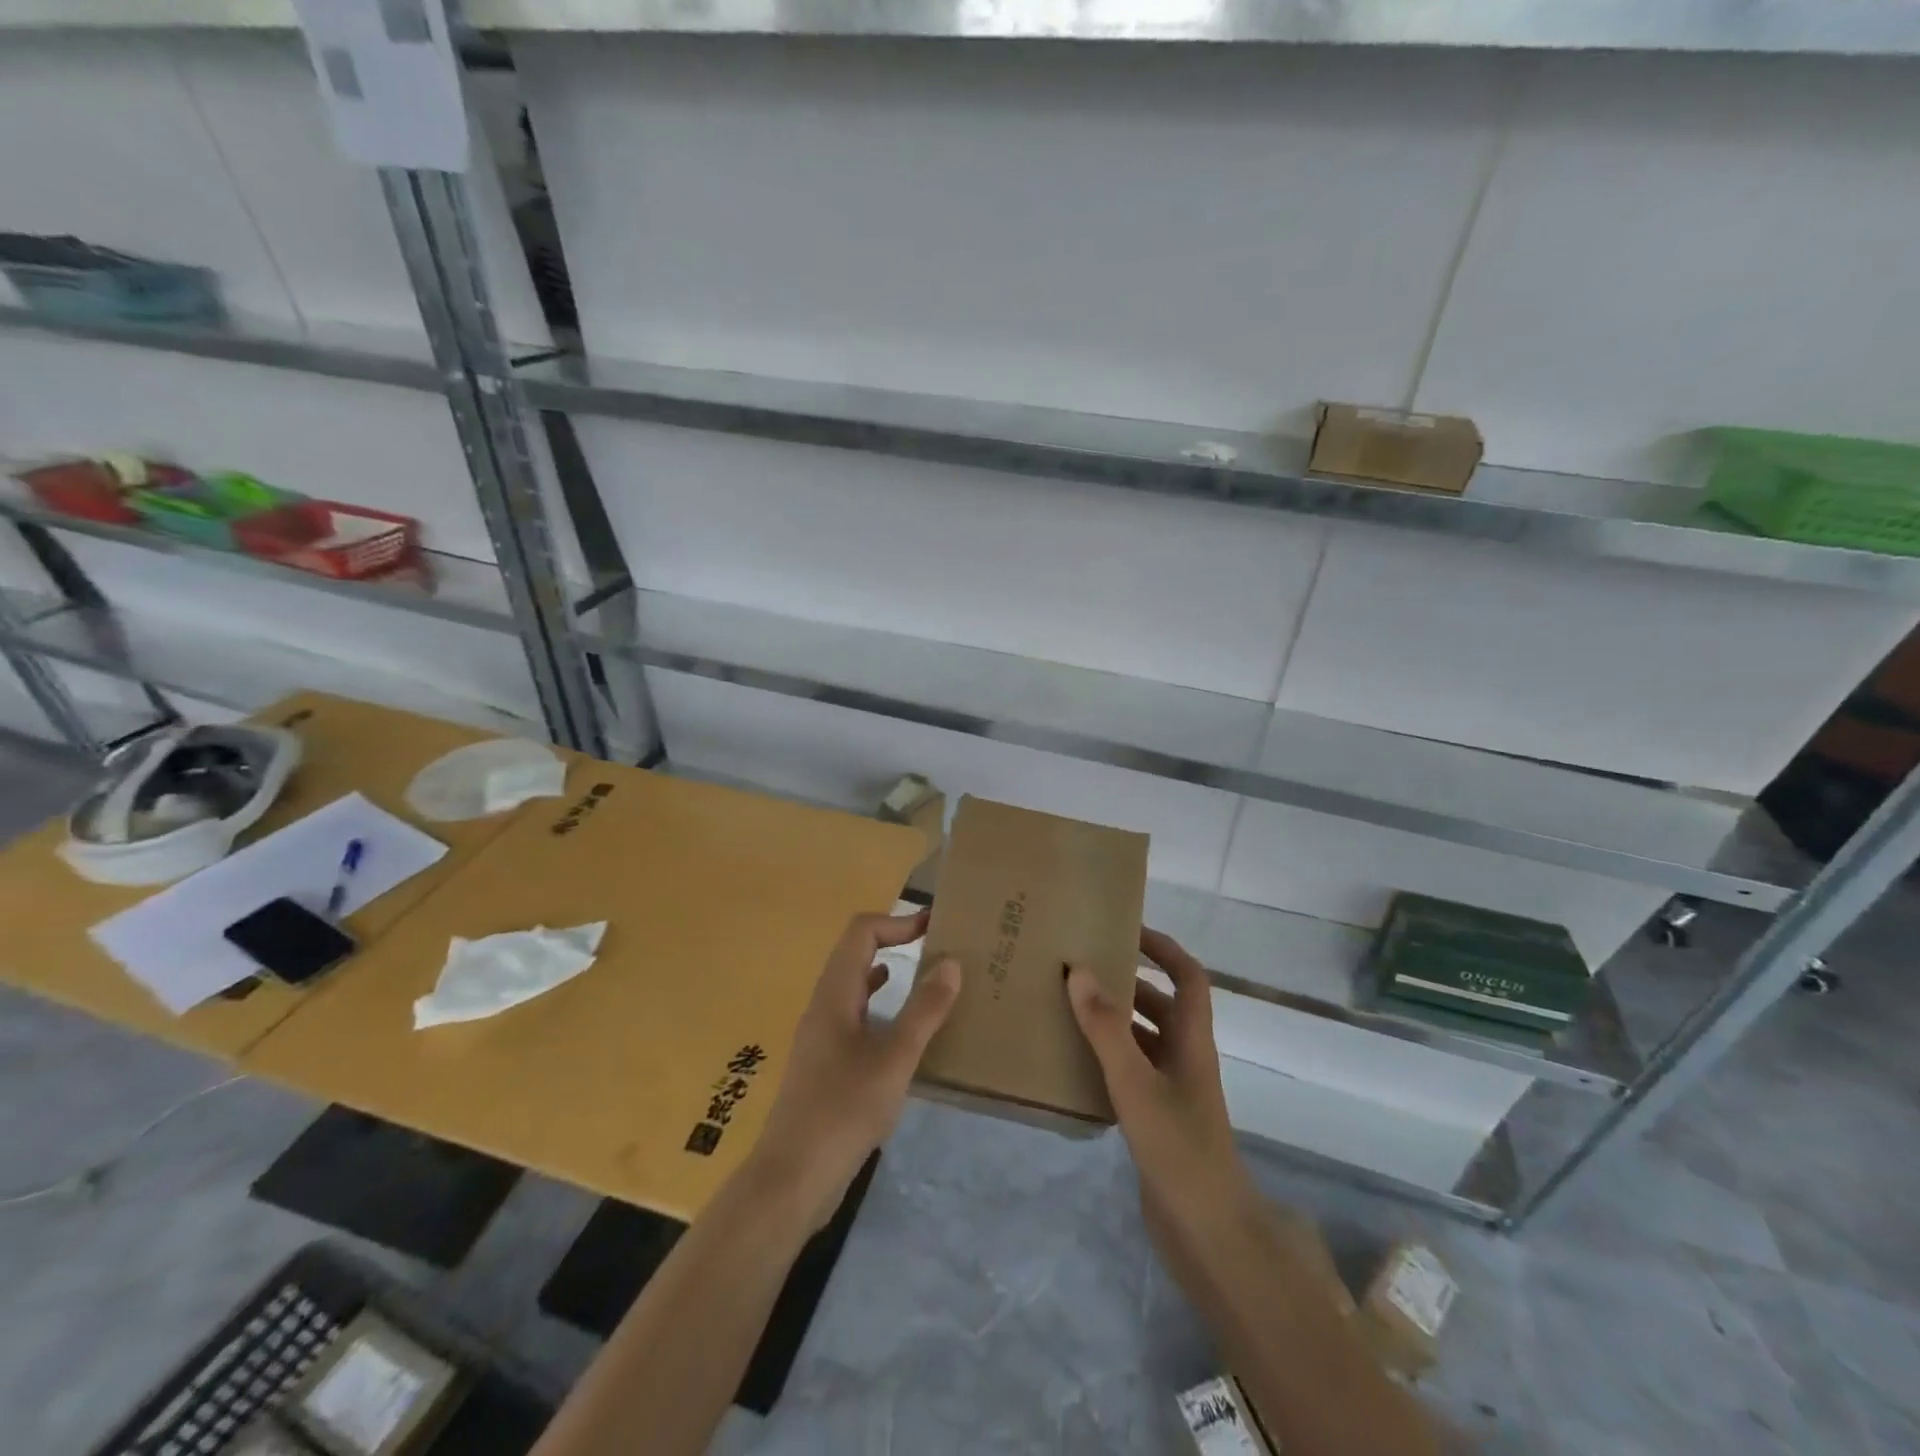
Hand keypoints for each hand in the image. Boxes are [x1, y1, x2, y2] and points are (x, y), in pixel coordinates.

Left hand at [745, 909, 961, 1229]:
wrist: (791, 1179)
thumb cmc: (843, 1111)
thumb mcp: (894, 1060)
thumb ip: (923, 1011)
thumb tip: (951, 963)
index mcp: (834, 995)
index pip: (861, 933)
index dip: (897, 922)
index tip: (934, 925)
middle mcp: (823, 1006)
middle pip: (856, 954)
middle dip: (895, 942)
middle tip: (938, 948)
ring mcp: (821, 1036)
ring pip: (856, 986)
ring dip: (889, 973)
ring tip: (929, 981)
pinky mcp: (825, 1064)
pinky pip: (856, 1016)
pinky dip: (882, 1008)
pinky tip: (903, 1029)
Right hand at [1066, 928, 1257, 1249]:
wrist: (1209, 1235)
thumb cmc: (1179, 1150)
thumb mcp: (1136, 1084)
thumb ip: (1107, 1028)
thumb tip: (1079, 969)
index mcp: (1192, 1041)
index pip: (1188, 977)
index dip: (1164, 949)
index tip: (1127, 929)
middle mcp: (1185, 1059)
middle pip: (1161, 1006)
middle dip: (1128, 982)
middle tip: (1082, 968)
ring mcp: (1172, 1092)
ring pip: (1144, 1040)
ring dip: (1114, 1021)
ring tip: (1068, 1007)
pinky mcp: (1157, 1120)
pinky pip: (1131, 1072)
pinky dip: (1107, 1058)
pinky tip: (1074, 1061)